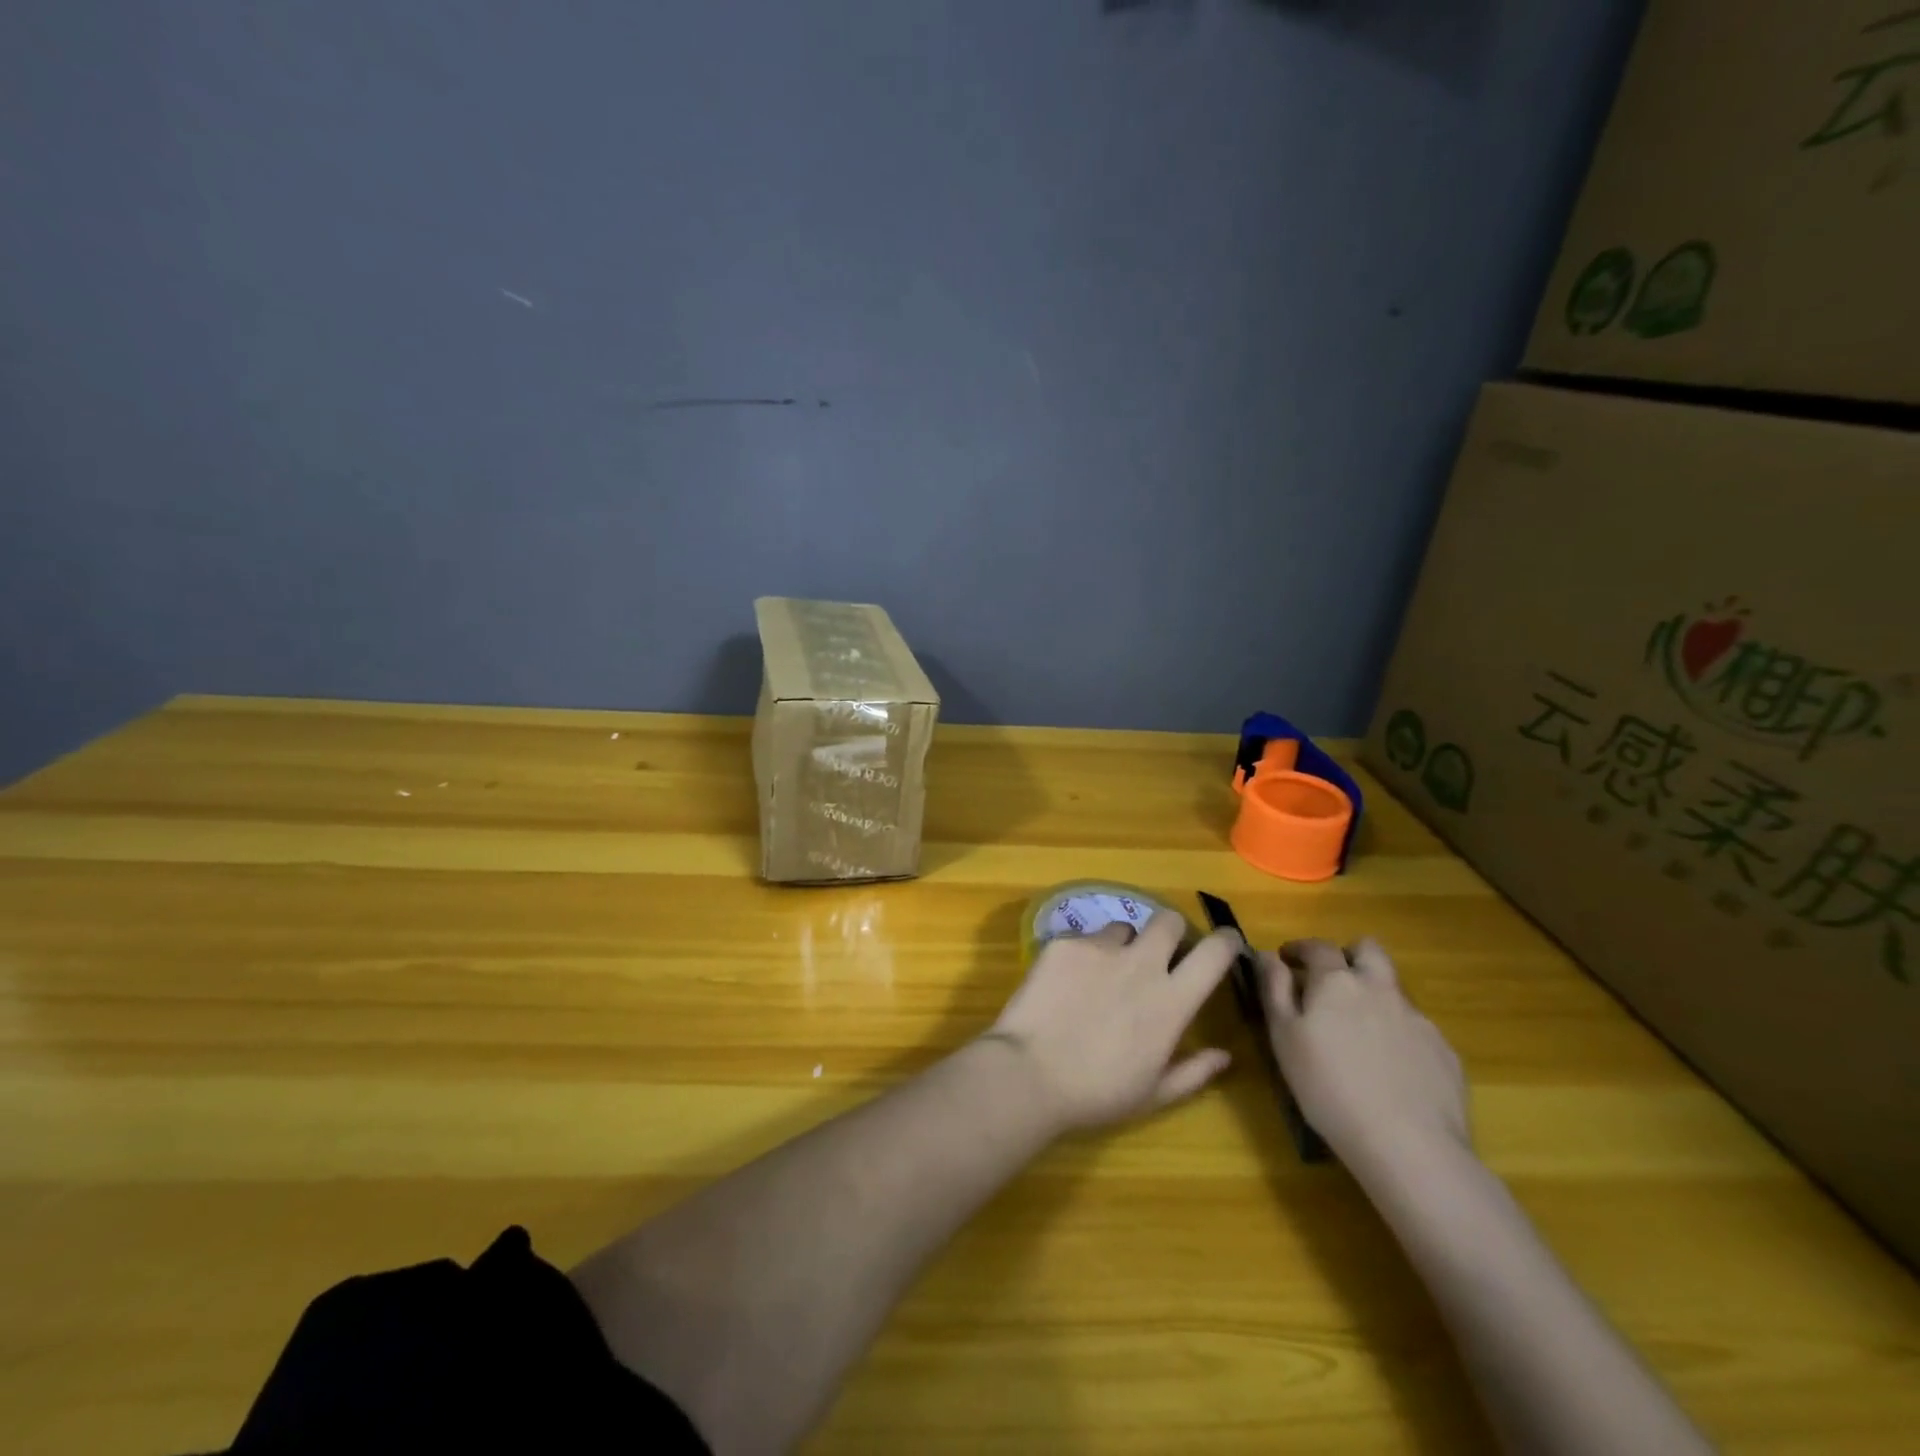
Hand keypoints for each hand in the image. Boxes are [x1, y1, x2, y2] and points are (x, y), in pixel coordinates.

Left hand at [987, 912, 1237, 1132]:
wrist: (1029, 1073)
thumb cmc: (1097, 1093)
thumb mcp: (1153, 1094)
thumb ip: (1194, 1071)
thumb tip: (1224, 1055)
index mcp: (1171, 1001)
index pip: (1214, 953)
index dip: (1226, 941)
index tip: (1225, 942)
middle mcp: (1141, 964)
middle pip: (1168, 920)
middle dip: (1170, 931)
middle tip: (1159, 953)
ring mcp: (1099, 948)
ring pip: (1122, 929)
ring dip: (1122, 946)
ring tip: (1102, 974)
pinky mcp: (1064, 943)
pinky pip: (1083, 939)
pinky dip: (1082, 956)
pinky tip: (1065, 984)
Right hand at [1259, 939, 1468, 1177]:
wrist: (1409, 1146)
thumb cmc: (1328, 1087)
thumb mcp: (1283, 1037)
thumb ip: (1274, 988)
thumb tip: (1266, 954)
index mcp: (1337, 982)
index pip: (1318, 946)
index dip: (1300, 949)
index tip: (1287, 959)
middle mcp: (1380, 989)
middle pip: (1369, 951)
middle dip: (1349, 956)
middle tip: (1331, 981)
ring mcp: (1417, 1019)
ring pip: (1393, 990)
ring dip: (1373, 996)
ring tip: (1358, 1033)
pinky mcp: (1445, 1052)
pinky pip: (1416, 1029)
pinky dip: (1397, 1035)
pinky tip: (1390, 1070)